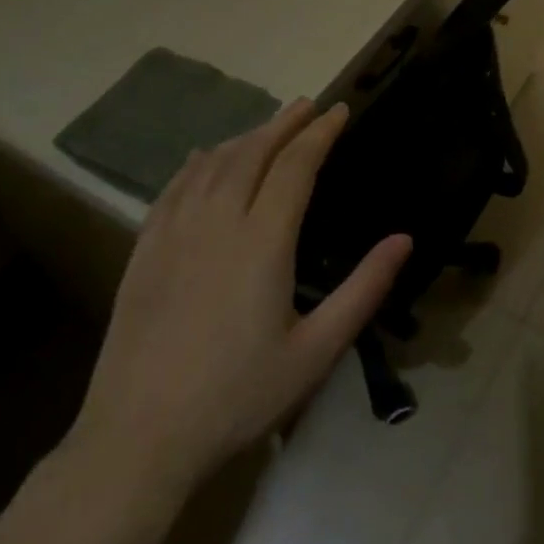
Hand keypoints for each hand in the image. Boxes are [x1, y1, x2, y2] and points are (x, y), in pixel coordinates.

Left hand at [65, 99, 411, 506]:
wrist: (138, 439)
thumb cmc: (238, 396)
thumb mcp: (316, 351)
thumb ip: (364, 289)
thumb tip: (404, 238)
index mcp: (263, 241)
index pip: (296, 165)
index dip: (320, 133)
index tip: (339, 110)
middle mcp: (217, 222)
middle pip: (253, 152)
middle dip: (285, 123)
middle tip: (308, 105)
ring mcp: (174, 233)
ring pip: (213, 164)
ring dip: (245, 137)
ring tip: (269, 126)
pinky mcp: (144, 252)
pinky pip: (174, 188)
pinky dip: (197, 163)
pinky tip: (206, 158)